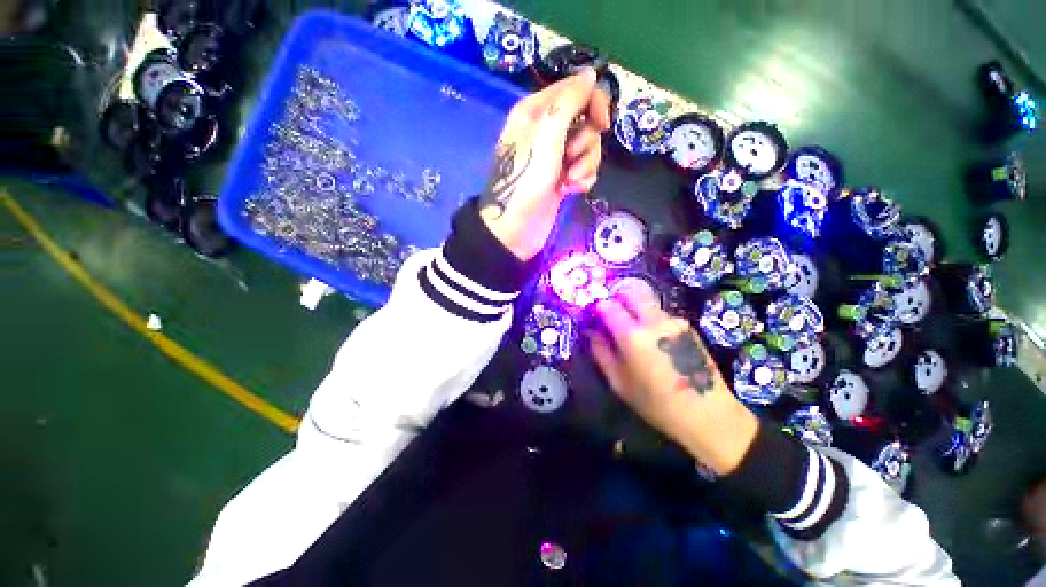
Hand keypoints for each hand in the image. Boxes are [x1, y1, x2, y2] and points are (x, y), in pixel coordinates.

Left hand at [480, 68, 611, 260]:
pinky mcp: (562, 178)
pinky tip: (572, 190)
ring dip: (585, 164)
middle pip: (586, 120)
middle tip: (571, 158)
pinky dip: (583, 178)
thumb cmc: (526, 180)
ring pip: (588, 147)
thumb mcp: (546, 134)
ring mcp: (555, 156)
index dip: (593, 103)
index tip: (602, 122)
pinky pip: (584, 168)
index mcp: (536, 111)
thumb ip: (569, 101)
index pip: (575, 89)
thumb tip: (590, 74)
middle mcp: (546, 130)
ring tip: (569, 181)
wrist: (516, 227)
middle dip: (586, 142)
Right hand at [589, 286, 758, 474]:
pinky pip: (661, 314)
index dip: (598, 306)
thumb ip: (601, 352)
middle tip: (611, 311)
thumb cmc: (655, 403)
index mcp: (633, 336)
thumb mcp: (619, 382)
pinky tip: (652, 340)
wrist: (708, 414)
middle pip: (632, 291)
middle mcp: (654, 321)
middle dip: (618, 295)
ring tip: (632, 330)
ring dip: (635, 308)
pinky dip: (650, 318)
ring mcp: (674, 321)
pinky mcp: (687, 326)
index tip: (594, 313)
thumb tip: (591, 332)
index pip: (609, 306)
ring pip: (647, 302)